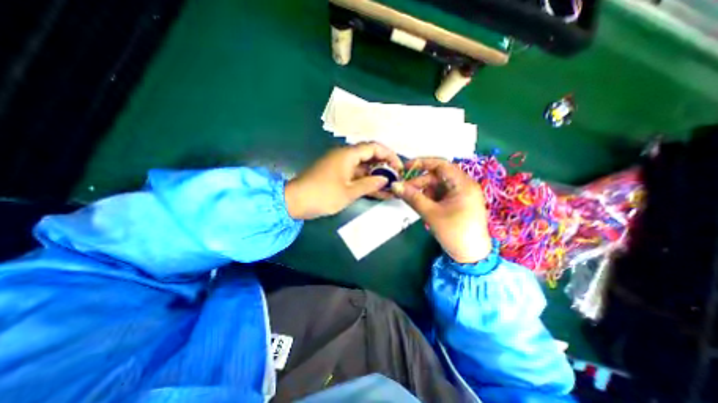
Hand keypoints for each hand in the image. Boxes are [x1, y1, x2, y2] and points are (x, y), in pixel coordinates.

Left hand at [283, 143, 402, 219]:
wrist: (294, 202)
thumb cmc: (323, 195)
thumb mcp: (349, 192)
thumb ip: (369, 184)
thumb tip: (385, 179)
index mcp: (347, 154)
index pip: (374, 147)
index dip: (389, 155)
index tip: (399, 167)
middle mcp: (344, 156)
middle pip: (369, 156)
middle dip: (384, 167)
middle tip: (395, 179)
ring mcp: (340, 166)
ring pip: (363, 168)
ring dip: (375, 176)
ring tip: (389, 187)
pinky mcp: (336, 175)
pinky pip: (355, 175)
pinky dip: (365, 181)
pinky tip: (376, 190)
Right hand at [390, 158, 491, 264]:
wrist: (471, 256)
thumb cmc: (454, 233)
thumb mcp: (431, 213)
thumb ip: (412, 197)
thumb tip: (394, 185)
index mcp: (463, 184)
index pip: (441, 165)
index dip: (422, 163)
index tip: (405, 168)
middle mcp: (464, 185)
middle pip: (437, 176)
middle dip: (419, 181)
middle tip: (403, 190)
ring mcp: (461, 194)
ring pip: (437, 185)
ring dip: (423, 190)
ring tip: (410, 198)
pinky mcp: (457, 202)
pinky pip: (440, 194)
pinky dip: (429, 197)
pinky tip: (420, 203)